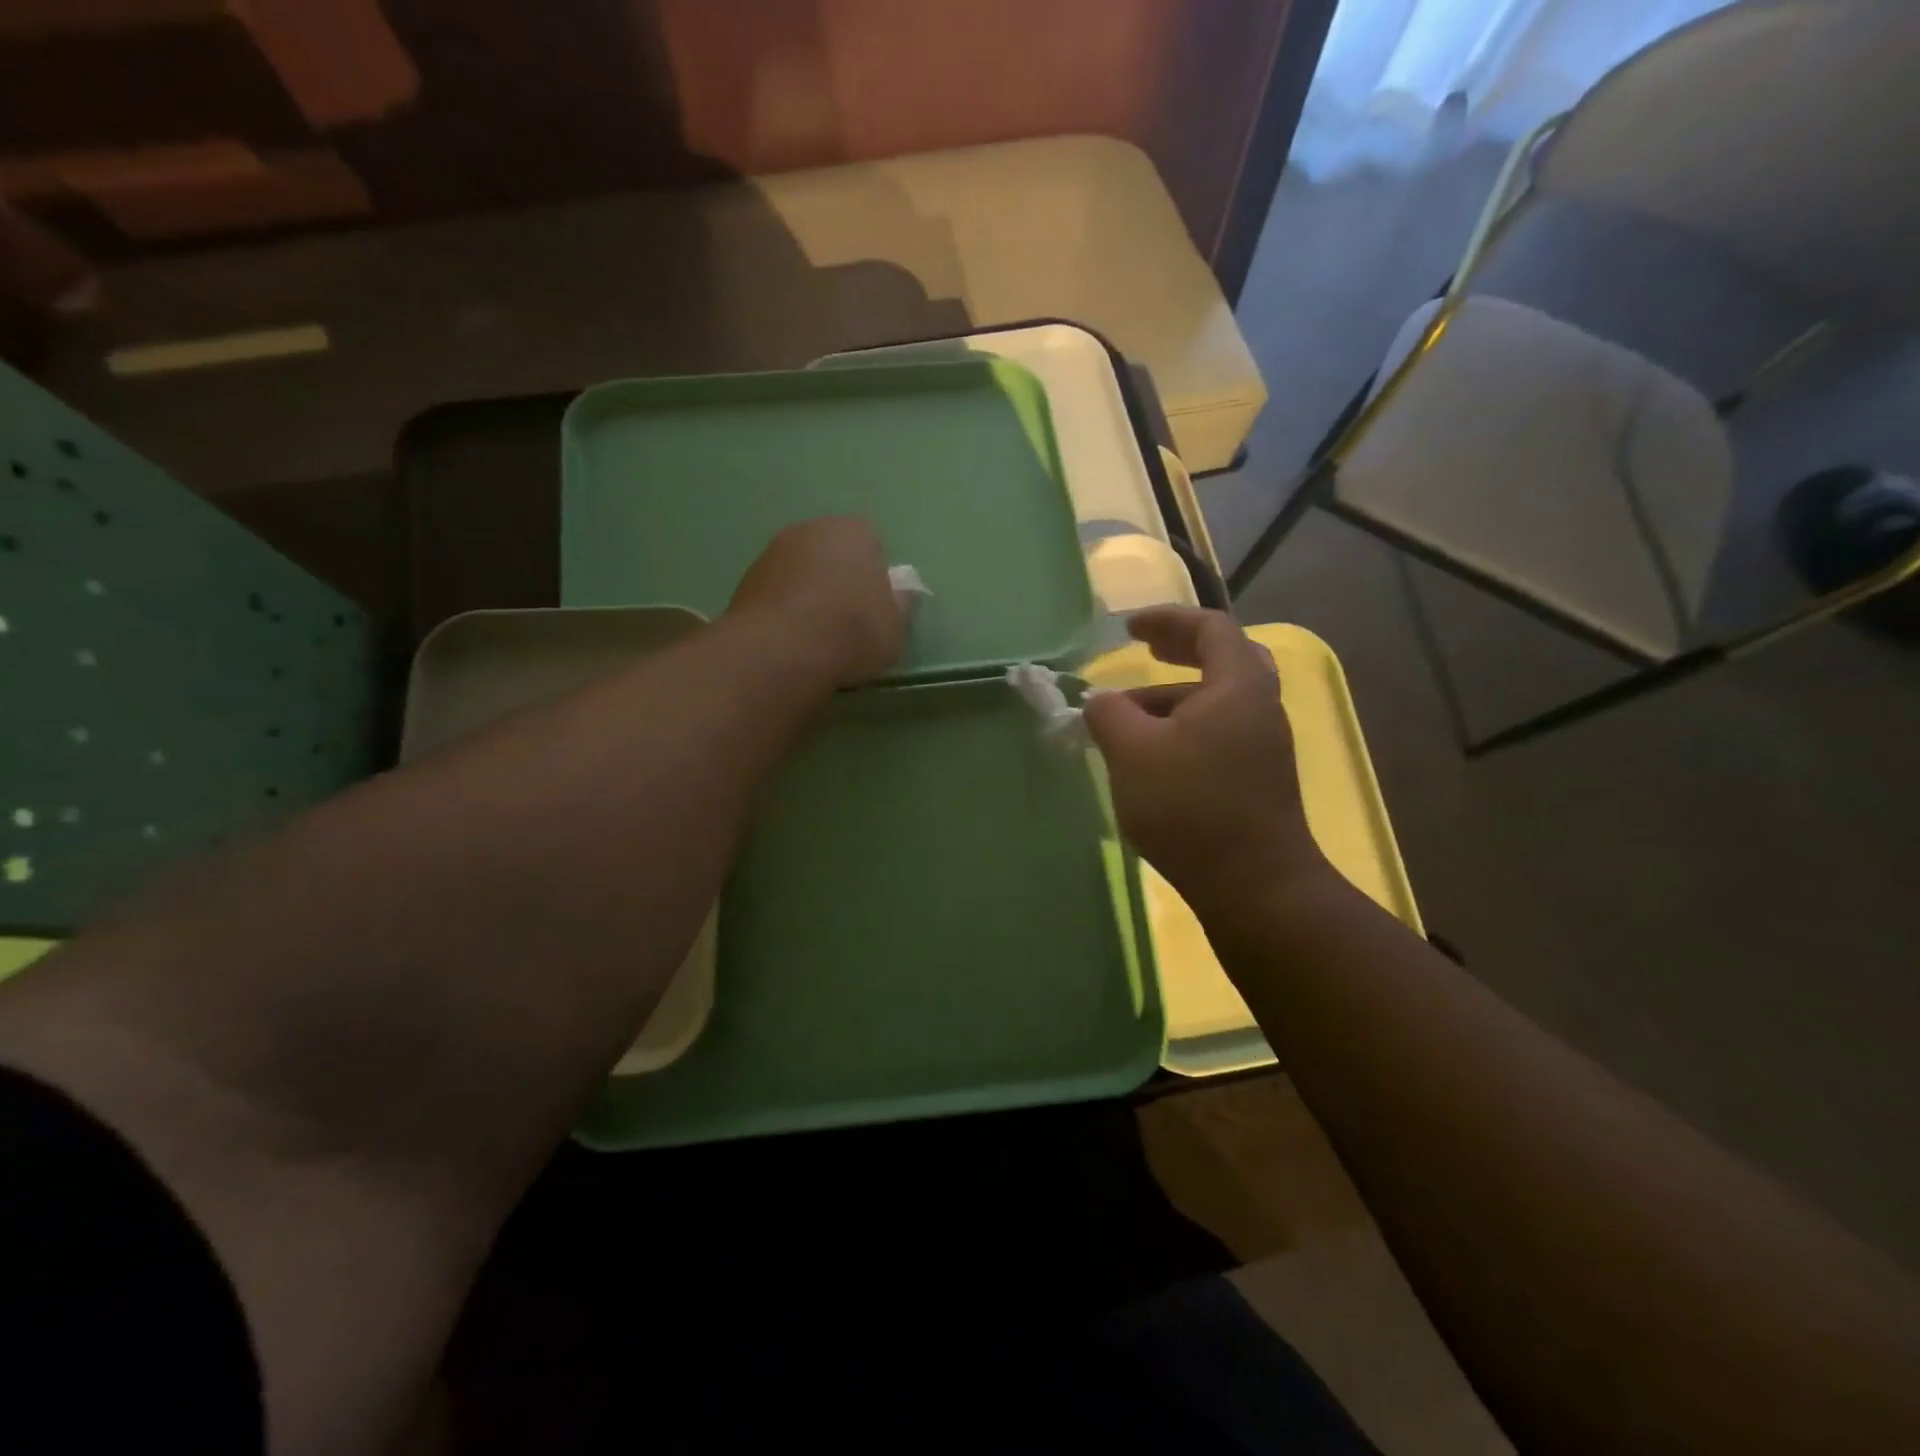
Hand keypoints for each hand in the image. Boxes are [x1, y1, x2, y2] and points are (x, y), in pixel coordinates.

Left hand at [727, 516, 906, 686]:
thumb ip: (901, 603)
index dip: (874, 576)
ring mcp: (772, 553)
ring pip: (801, 571)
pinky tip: (790, 641)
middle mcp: (810, 530)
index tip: (874, 608)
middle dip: (838, 579)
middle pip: (831, 552)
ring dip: (808, 594)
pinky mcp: (745, 581)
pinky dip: (784, 610)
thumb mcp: (896, 626)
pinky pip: (776, 593)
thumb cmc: (852, 632)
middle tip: (847, 622)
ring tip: (816, 636)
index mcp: (853, 531)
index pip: (871, 543)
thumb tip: (902, 591)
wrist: (782, 651)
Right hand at [1084, 607, 1329, 912]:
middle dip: (1179, 650)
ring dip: (1172, 698)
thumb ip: (1109, 715)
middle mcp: (1260, 706)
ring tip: (1124, 719)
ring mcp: (1263, 744)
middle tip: (1144, 650)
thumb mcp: (1133, 752)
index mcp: (1238, 685)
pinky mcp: (1256, 777)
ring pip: (1216, 701)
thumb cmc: (1191, 806)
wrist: (1253, 884)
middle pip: (1223, 658)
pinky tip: (1150, 756)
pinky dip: (1183, 728)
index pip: (1209, 627)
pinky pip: (1217, 732)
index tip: (1128, 629)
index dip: (1167, 619)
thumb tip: (1101, 701)